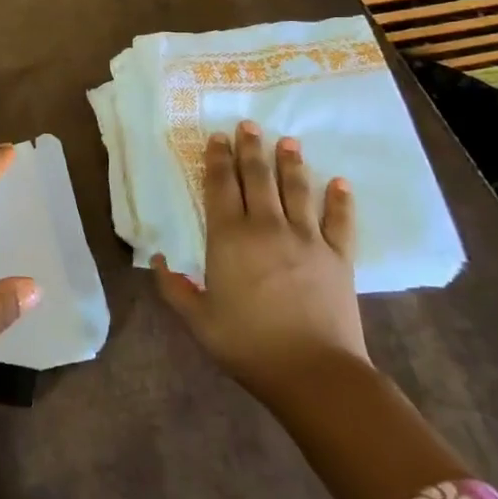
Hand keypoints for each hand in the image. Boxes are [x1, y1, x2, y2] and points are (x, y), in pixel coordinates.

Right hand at [154, 126, 366, 407]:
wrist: (314, 373)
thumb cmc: (248, 344)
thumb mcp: (198, 320)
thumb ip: (173, 288)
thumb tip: (157, 259)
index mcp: (228, 237)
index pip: (220, 185)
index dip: (218, 158)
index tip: (218, 137)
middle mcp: (266, 226)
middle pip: (258, 177)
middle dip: (251, 148)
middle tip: (250, 125)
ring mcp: (307, 239)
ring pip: (297, 189)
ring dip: (291, 163)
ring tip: (288, 141)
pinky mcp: (339, 257)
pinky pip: (340, 221)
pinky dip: (340, 201)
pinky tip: (340, 183)